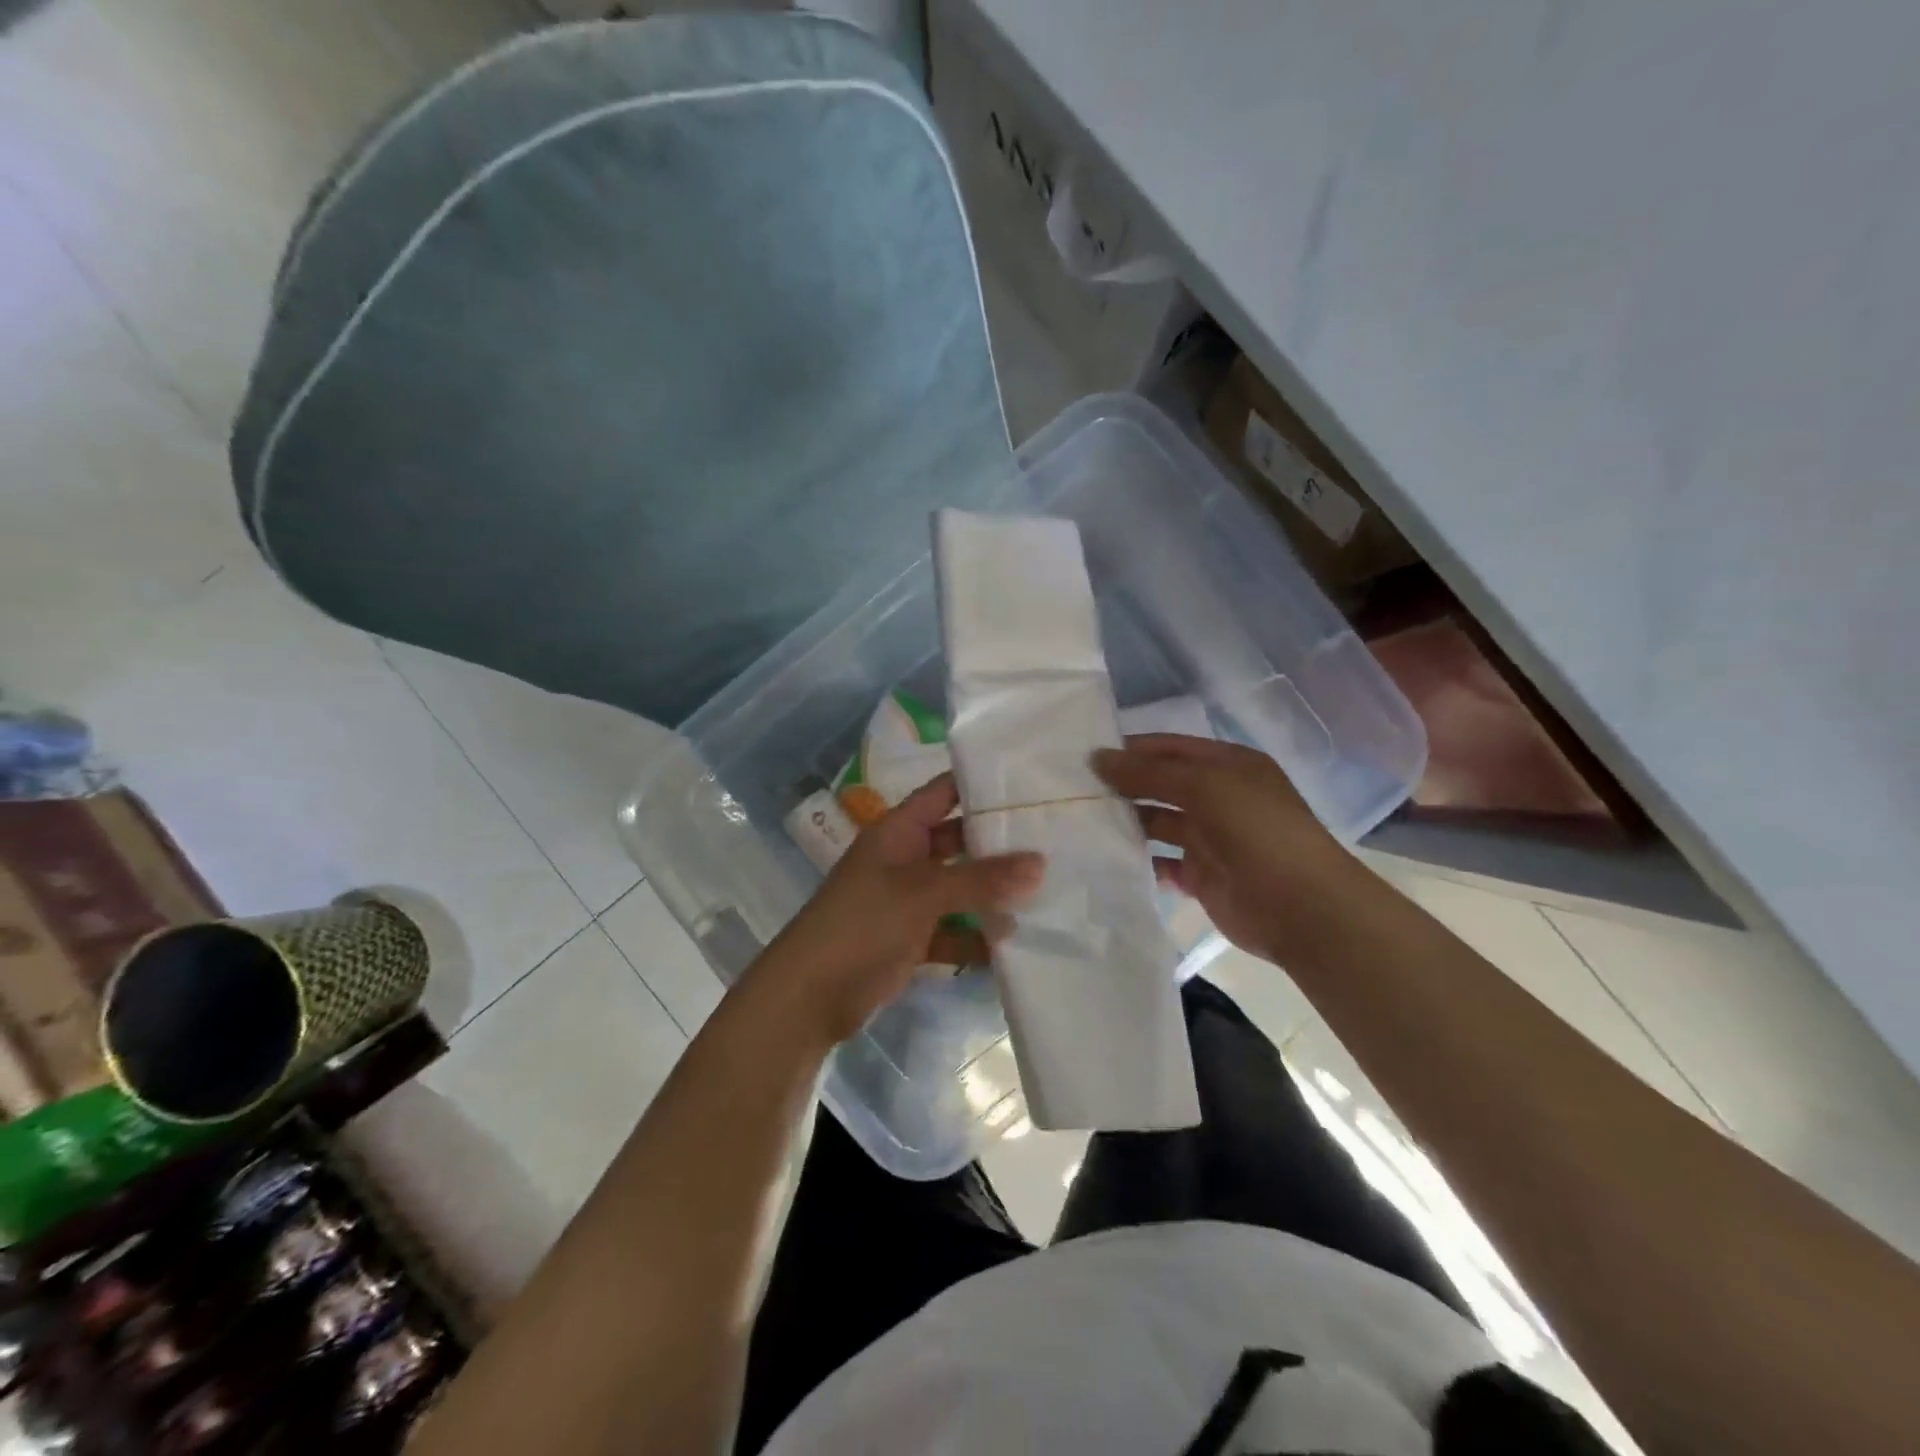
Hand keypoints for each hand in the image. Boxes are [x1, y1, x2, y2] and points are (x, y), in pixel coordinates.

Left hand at [746, 774, 1044, 1046]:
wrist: (808, 997)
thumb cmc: (862, 925)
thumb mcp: (922, 894)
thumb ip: (980, 879)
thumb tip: (1041, 863)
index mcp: (899, 831)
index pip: (944, 791)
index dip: (981, 783)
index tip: (1032, 782)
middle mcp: (905, 858)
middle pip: (959, 841)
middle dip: (999, 844)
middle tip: (1054, 840)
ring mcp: (907, 900)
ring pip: (959, 888)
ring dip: (993, 895)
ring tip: (1048, 892)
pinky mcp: (910, 939)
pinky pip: (952, 931)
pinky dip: (976, 938)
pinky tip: (1013, 946)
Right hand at [1093, 733, 1366, 963]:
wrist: (1301, 907)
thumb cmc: (1256, 830)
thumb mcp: (1204, 786)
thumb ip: (1149, 772)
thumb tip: (1097, 758)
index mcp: (1228, 766)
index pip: (1170, 748)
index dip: (1131, 750)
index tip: (1086, 757)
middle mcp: (1218, 797)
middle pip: (1161, 784)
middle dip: (1124, 786)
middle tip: (1074, 790)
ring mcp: (1210, 838)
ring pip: (1158, 823)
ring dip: (1127, 822)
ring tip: (1083, 823)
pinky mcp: (1201, 876)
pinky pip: (1162, 863)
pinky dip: (1139, 861)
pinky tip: (1108, 859)